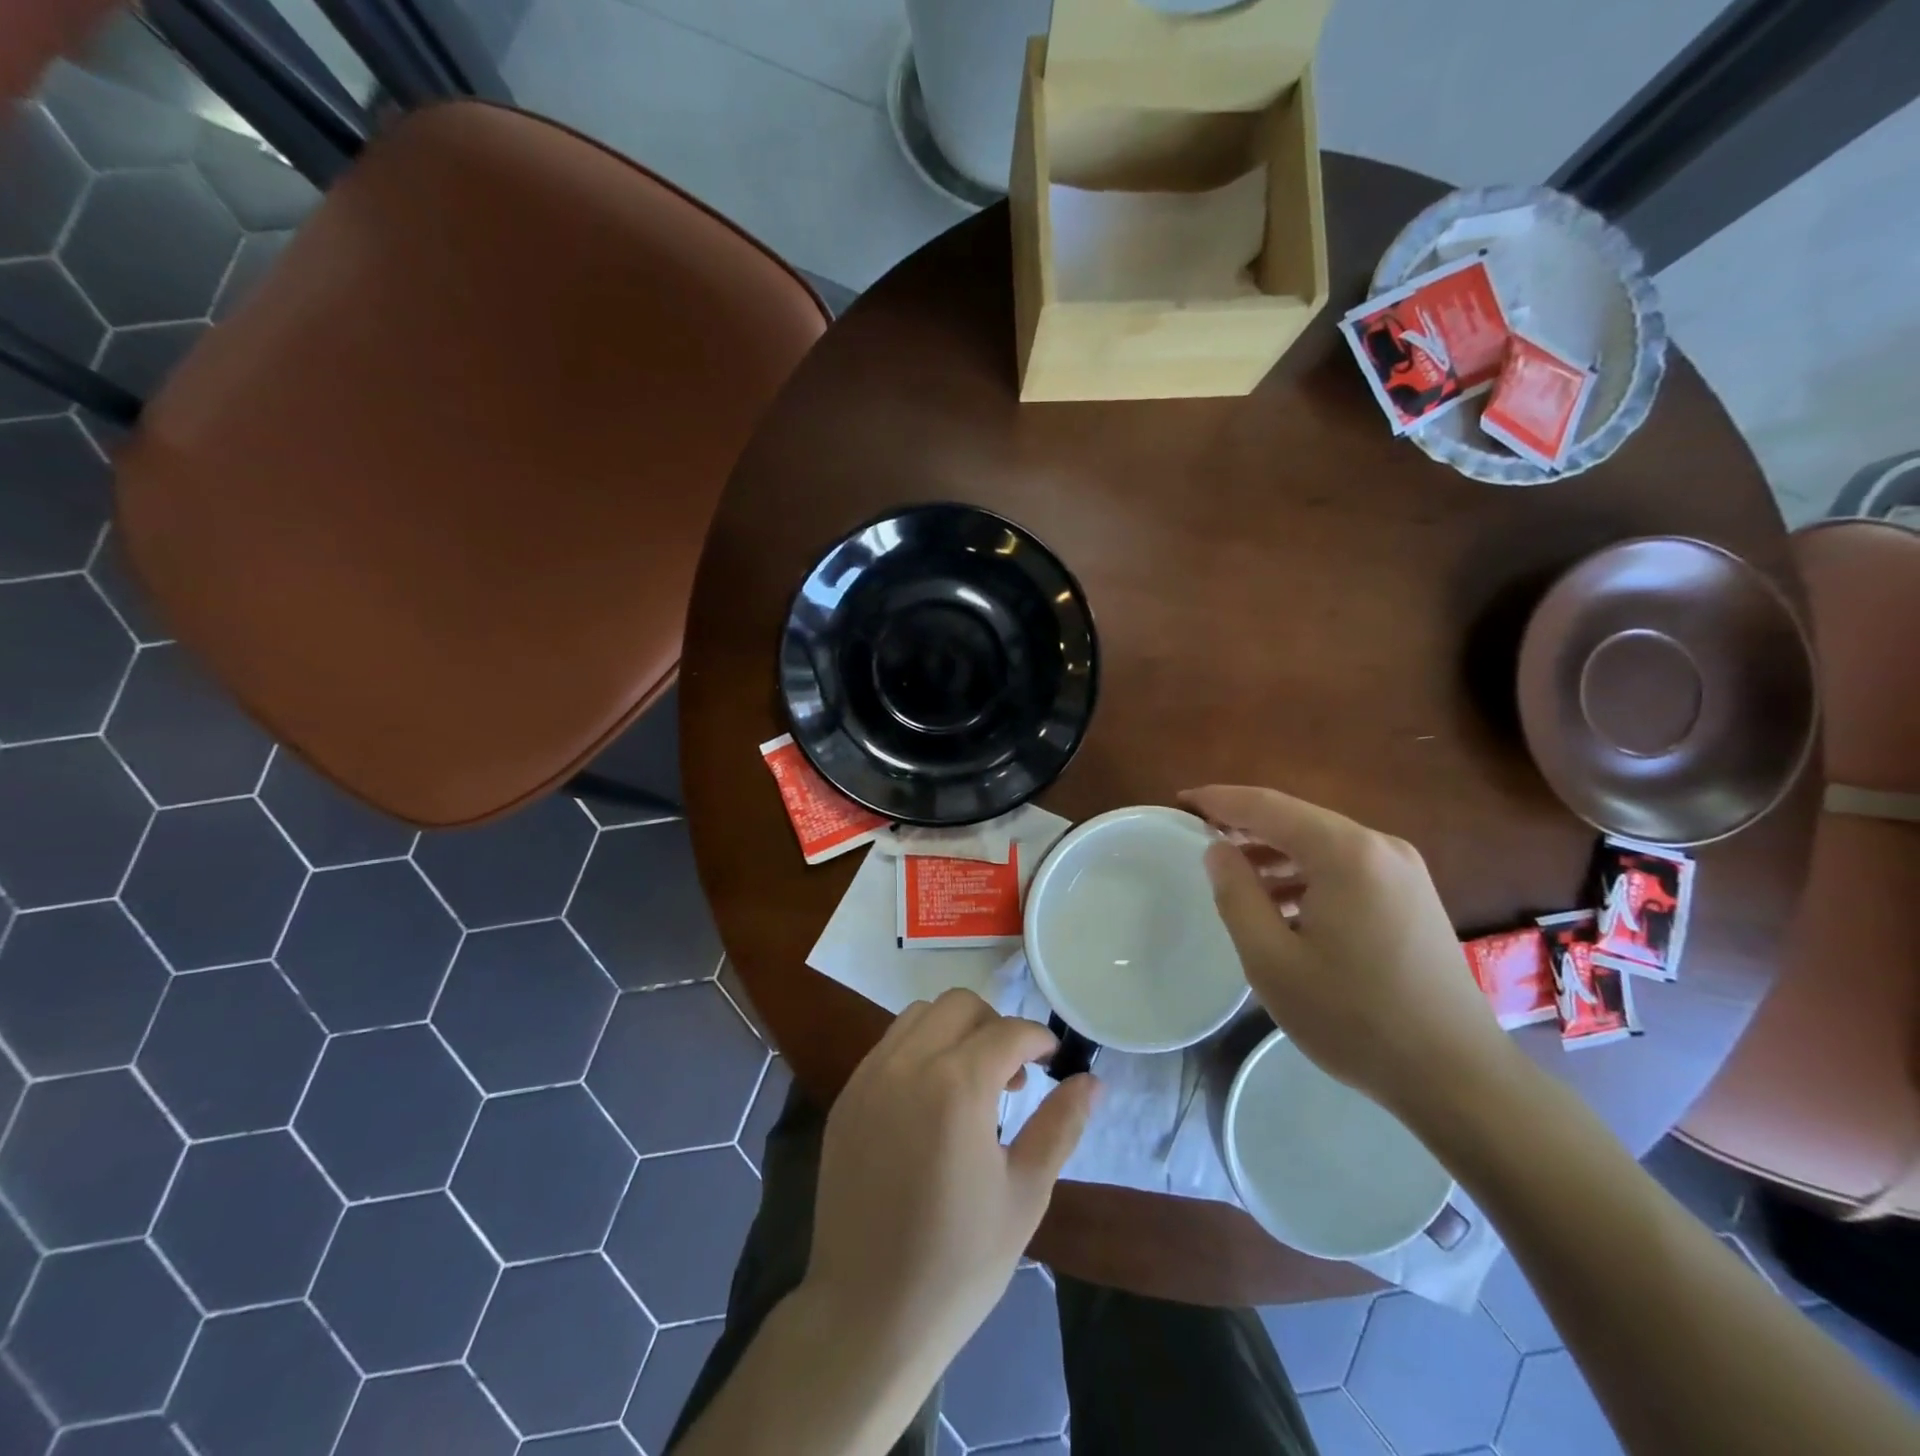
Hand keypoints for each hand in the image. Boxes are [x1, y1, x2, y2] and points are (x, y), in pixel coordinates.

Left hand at [804, 989, 1095, 1374]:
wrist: (866, 1316)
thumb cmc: (958, 1264)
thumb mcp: (1025, 1195)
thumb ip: (1060, 1126)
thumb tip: (1092, 1081)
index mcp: (957, 1087)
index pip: (1008, 1031)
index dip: (1038, 1039)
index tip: (1052, 1060)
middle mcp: (908, 1065)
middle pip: (959, 1005)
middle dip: (995, 1024)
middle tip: (1012, 1075)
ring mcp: (869, 1078)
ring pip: (918, 1015)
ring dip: (954, 1030)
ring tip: (971, 1083)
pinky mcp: (846, 1098)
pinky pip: (888, 1046)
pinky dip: (919, 1049)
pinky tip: (931, 1100)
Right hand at [1181, 785, 1509, 1114]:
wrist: (1457, 1076)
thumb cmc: (1353, 1017)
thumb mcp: (1272, 960)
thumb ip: (1236, 895)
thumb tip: (1217, 849)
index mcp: (1345, 853)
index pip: (1267, 806)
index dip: (1219, 801)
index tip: (1179, 803)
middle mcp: (1379, 847)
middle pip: (1297, 819)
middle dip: (1245, 825)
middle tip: (1199, 838)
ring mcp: (1403, 870)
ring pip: (1322, 843)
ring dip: (1275, 852)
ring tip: (1234, 876)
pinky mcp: (1412, 896)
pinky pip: (1346, 866)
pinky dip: (1306, 873)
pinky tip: (1282, 904)